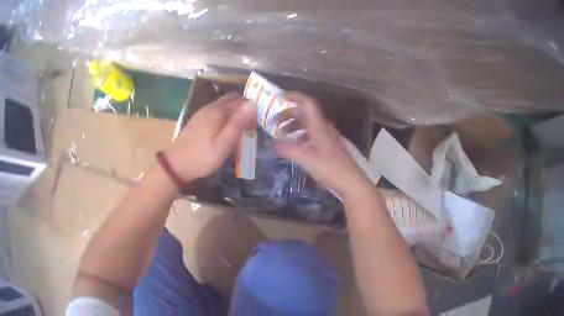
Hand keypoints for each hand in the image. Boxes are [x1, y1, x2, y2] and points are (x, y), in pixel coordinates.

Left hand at [165, 93, 255, 181]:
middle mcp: (210, 107)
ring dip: (234, 112)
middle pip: (232, 99)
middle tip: (250, 125)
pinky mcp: (198, 119)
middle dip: (244, 108)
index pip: (242, 101)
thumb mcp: (224, 144)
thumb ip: (238, 123)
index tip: (258, 123)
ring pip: (224, 105)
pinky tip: (225, 131)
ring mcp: (202, 113)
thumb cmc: (203, 157)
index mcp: (218, 111)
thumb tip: (252, 103)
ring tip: (240, 130)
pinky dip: (225, 116)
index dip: (252, 109)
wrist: (176, 164)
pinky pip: (216, 111)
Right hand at [273, 92, 372, 200]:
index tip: (279, 97)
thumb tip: (271, 144)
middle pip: (305, 114)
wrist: (351, 182)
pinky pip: (311, 136)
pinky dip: (300, 137)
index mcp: (319, 126)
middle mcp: (324, 128)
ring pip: (308, 126)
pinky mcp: (328, 148)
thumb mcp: (305, 158)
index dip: (294, 97)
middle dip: (289, 114)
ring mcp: (327, 138)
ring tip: (280, 133)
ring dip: (293, 126)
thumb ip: (287, 150)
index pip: (307, 103)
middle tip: (273, 120)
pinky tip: (293, 146)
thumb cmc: (329, 168)